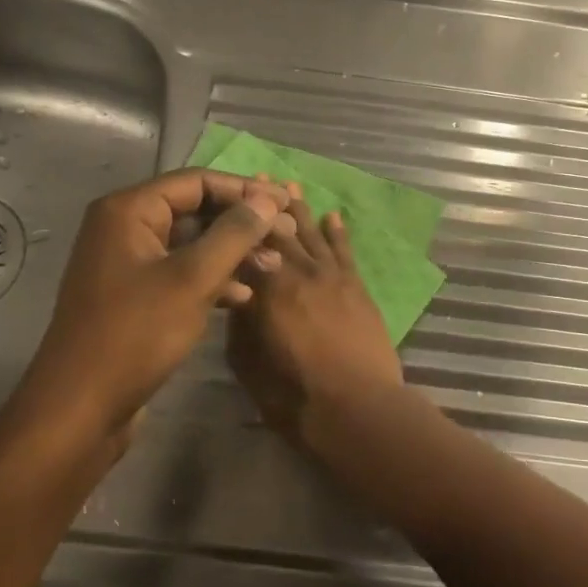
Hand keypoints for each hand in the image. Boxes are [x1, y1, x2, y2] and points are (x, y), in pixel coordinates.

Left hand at [12, 171, 290, 437]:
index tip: (287, 203)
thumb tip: (267, 202)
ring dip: (233, 252)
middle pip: (195, 210)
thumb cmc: (136, 335)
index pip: (197, 181)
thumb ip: (234, 235)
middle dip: (242, 223)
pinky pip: (181, 272)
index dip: (245, 190)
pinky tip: (243, 297)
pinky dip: (213, 279)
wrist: (81, 408)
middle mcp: (124, 228)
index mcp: (128, 211)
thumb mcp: (192, 280)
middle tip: (287, 235)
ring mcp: (128, 264)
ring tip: (273, 266)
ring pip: (192, 244)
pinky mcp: (135, 296)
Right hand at [227, 191, 404, 441]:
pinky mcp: (357, 287)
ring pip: (313, 235)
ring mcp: (332, 277)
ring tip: (289, 186)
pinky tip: (333, 215)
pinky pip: (345, 251)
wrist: (357, 408)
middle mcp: (300, 273)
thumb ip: (240, 325)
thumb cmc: (295, 395)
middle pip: (281, 233)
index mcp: (268, 290)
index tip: (229, 200)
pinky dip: (338, 232)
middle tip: (257, 179)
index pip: (249, 247)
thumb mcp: (248, 364)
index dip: (239, 223)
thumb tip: (238, 296)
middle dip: (268, 206)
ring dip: (301, 211)